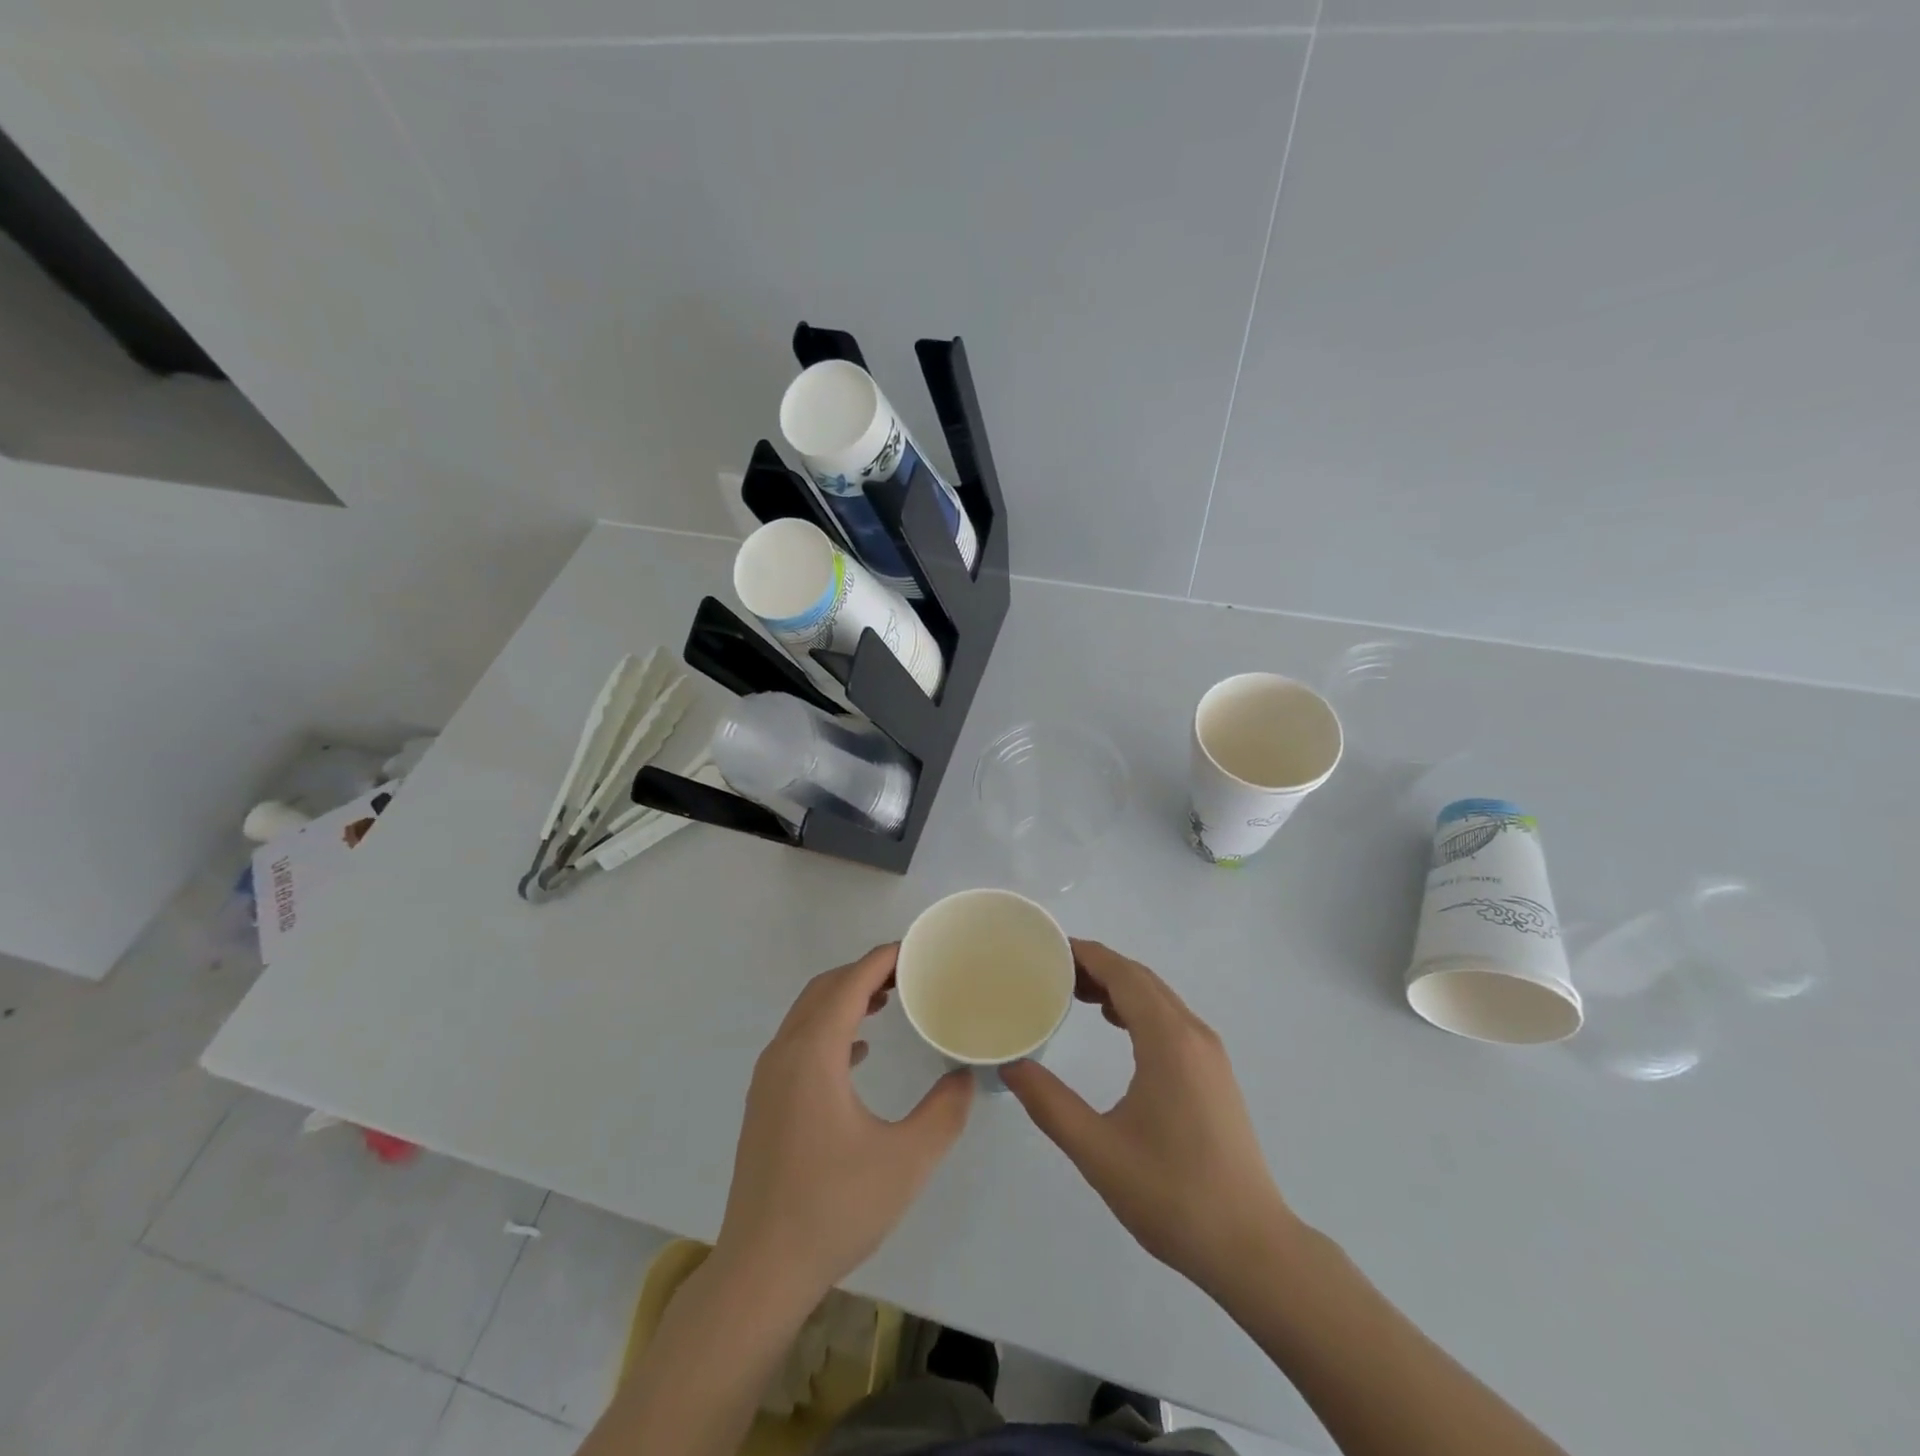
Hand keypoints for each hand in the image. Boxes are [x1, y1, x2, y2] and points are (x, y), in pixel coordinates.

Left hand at [714, 944, 973, 1301]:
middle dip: (866, 972)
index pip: (850, 983)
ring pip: (808, 1015)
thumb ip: (945, 1111)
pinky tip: (859, 1053)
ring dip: (846, 998)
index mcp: (814, 1054)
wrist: (761, 1271)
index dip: (883, 958)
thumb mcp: (907, 1160)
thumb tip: (965, 1074)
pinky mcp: (765, 1104)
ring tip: (889, 1001)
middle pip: (825, 990)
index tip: (917, 949)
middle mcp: (784, 1054)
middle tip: (910, 973)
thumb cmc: (835, 1208)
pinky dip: (831, 1029)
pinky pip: (799, 1043)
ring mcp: (768, 1079)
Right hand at [1003, 940, 1297, 1296]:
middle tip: (1051, 972)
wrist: (1252, 1248)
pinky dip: (1139, 1008)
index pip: (1123, 973)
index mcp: (1169, 1040)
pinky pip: (1171, 1019)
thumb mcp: (1098, 1151)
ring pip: (1159, 997)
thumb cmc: (1172, 1195)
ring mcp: (1210, 1053)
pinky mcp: (1214, 1073)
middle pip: (1141, 978)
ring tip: (1075, 994)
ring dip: (1119, 986)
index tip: (1047, 948)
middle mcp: (1194, 1033)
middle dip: (1097, 966)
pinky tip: (1116, 1026)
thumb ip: (1049, 1103)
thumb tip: (1012, 1066)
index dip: (1085, 954)